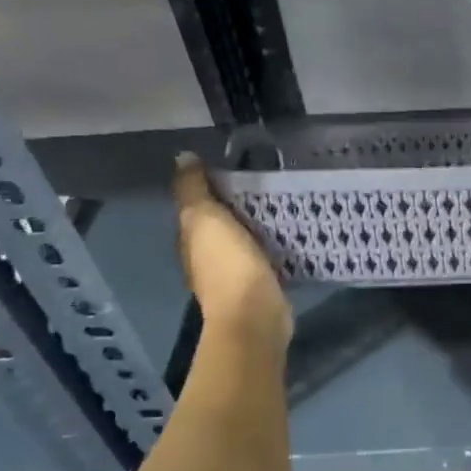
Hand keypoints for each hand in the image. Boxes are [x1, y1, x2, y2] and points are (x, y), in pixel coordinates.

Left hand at [172, 152, 291, 353]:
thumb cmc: (227, 263)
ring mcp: (233, 275)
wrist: (254, 314)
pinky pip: (264, 256)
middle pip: (220, 225)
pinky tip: (288, 235)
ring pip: (243, 241)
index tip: (237, 169)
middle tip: (265, 185)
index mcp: (189, 240)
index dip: (211, 189)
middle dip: (237, 208)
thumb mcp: (205, 217)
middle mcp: (206, 259)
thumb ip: (193, 188)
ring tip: (281, 206)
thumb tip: (182, 156)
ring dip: (256, 227)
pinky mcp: (260, 285)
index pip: (196, 207)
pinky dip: (272, 246)